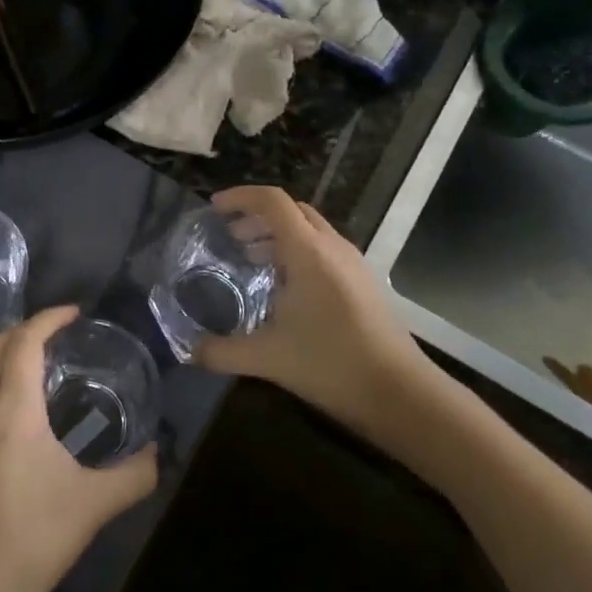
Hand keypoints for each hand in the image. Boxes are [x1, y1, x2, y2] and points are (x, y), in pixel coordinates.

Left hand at [0, 306, 157, 591]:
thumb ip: (134, 474)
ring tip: (31, 365)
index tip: (74, 313)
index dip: (48, 318)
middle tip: (55, 335)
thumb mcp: (94, 506)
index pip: (24, 341)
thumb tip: (159, 453)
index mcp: (12, 409)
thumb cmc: (34, 541)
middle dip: (22, 331)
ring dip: (0, 356)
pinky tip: (6, 412)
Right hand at [195, 187, 438, 439]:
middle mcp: (332, 247)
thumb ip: (223, 352)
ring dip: (277, 236)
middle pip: (291, 211)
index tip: (213, 210)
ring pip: (310, 230)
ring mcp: (352, 263)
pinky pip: (323, 250)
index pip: (272, 202)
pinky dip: (297, 253)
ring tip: (250, 260)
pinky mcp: (363, 282)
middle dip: (256, 217)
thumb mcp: (268, 359)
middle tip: (229, 238)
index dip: (240, 198)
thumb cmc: (332, 365)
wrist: (401, 394)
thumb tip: (189, 351)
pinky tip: (283, 289)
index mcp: (309, 251)